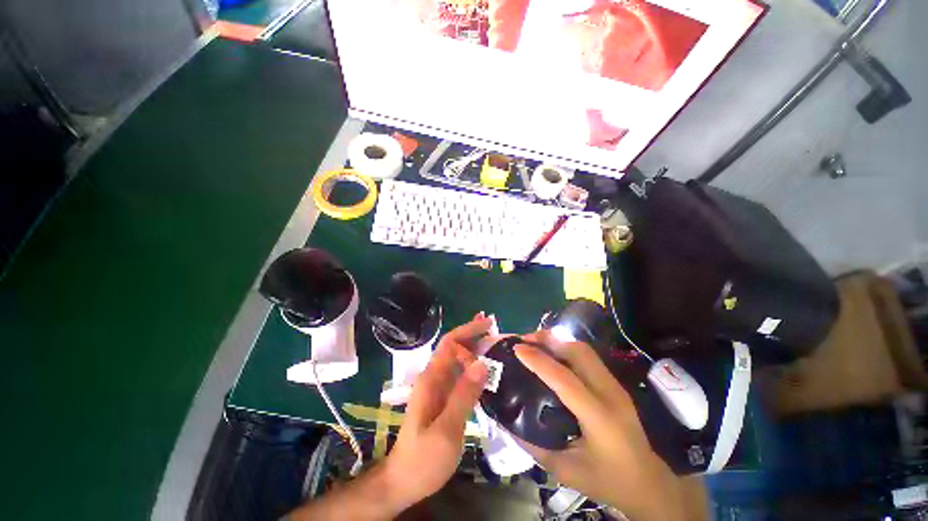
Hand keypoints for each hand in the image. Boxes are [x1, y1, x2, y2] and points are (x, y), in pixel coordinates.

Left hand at [288, 315, 491, 520]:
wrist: (404, 481)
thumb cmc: (423, 459)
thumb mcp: (446, 430)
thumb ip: (464, 395)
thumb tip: (482, 363)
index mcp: (432, 379)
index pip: (450, 343)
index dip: (468, 330)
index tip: (489, 324)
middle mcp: (434, 378)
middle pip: (454, 347)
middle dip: (473, 335)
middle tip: (496, 329)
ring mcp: (439, 388)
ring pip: (458, 360)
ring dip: (475, 348)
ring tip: (496, 343)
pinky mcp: (444, 398)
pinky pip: (461, 375)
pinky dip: (474, 367)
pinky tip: (487, 369)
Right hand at [513, 331, 704, 520]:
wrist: (651, 484)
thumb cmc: (608, 481)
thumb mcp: (566, 471)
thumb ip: (534, 446)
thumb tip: (507, 423)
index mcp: (599, 417)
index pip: (564, 379)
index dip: (538, 360)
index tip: (517, 349)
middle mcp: (610, 393)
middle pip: (578, 352)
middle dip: (550, 339)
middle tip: (525, 340)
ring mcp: (616, 386)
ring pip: (584, 350)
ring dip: (558, 341)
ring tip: (536, 343)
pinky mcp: (615, 385)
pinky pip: (588, 357)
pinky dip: (567, 348)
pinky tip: (554, 355)